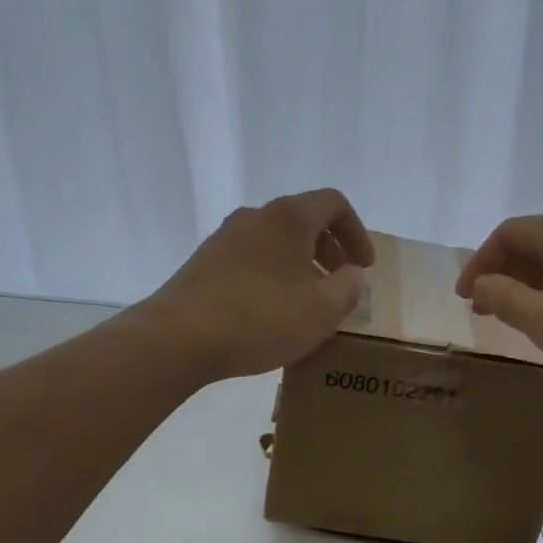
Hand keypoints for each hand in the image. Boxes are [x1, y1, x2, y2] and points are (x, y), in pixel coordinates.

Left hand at [138, 188, 374, 383]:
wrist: (178, 338)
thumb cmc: (260, 319)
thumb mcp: (321, 311)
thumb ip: (348, 289)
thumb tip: (353, 275)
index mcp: (288, 218)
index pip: (333, 203)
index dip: (357, 232)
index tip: (364, 266)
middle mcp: (255, 217)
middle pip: (302, 220)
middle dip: (329, 249)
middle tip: (341, 281)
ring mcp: (224, 239)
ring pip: (275, 241)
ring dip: (300, 264)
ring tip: (308, 301)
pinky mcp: (204, 263)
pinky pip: (251, 259)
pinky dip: (273, 275)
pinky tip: (272, 311)